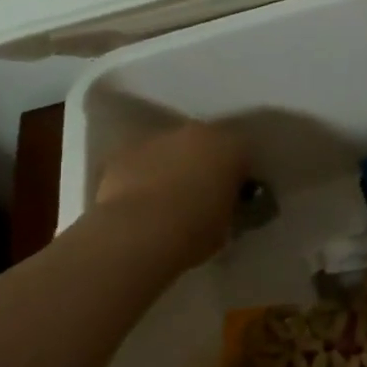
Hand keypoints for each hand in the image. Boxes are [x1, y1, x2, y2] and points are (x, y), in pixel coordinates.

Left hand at [93, 120, 249, 270]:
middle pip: (204, 145)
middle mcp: (196, 133)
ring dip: (170, 168)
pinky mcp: (123, 152)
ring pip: (169, 150)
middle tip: (199, 197)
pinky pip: (139, 162)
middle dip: (203, 165)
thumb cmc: (195, 230)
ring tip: (165, 202)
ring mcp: (156, 139)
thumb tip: (220, 206)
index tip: (231, 199)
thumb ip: (228, 206)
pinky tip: (138, 203)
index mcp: (230, 148)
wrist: (139, 234)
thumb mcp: (227, 225)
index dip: (237, 178)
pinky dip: (140, 176)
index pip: (242, 157)